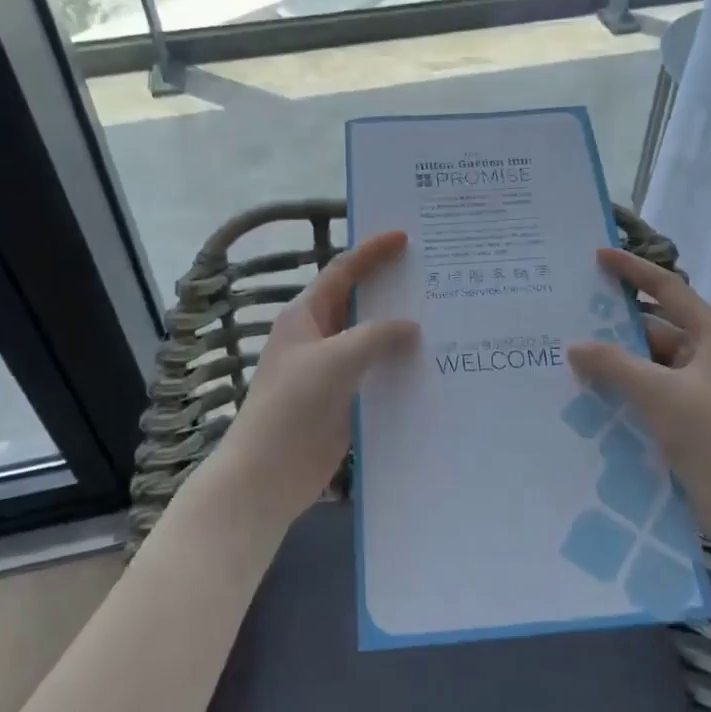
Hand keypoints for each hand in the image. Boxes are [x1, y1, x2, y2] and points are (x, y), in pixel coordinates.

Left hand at [208, 231, 418, 532]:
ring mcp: (330, 369)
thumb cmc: (294, 405)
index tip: (404, 237)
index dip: (372, 252)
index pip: (343, 271)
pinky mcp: (343, 399)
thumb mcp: (337, 359)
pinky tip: (431, 364)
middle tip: (433, 275)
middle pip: (359, 302)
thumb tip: (410, 327)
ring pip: (370, 339)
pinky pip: (375, 372)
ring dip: (400, 330)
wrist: (267, 474)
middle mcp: (318, 336)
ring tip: (443, 317)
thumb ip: (377, 335)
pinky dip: (398, 365)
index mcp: (306, 315)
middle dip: (391, 288)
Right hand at [567, 247, 710, 551]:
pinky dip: (626, 388)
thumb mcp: (657, 393)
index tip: (598, 257)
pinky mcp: (693, 419)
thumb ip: (613, 364)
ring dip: (618, 361)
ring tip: (573, 356)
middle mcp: (709, 355)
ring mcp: (702, 389)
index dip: (632, 270)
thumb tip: (574, 346)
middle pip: (656, 327)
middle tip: (572, 316)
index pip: (668, 288)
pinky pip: (652, 390)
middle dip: (616, 325)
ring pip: (651, 362)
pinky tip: (593, 392)